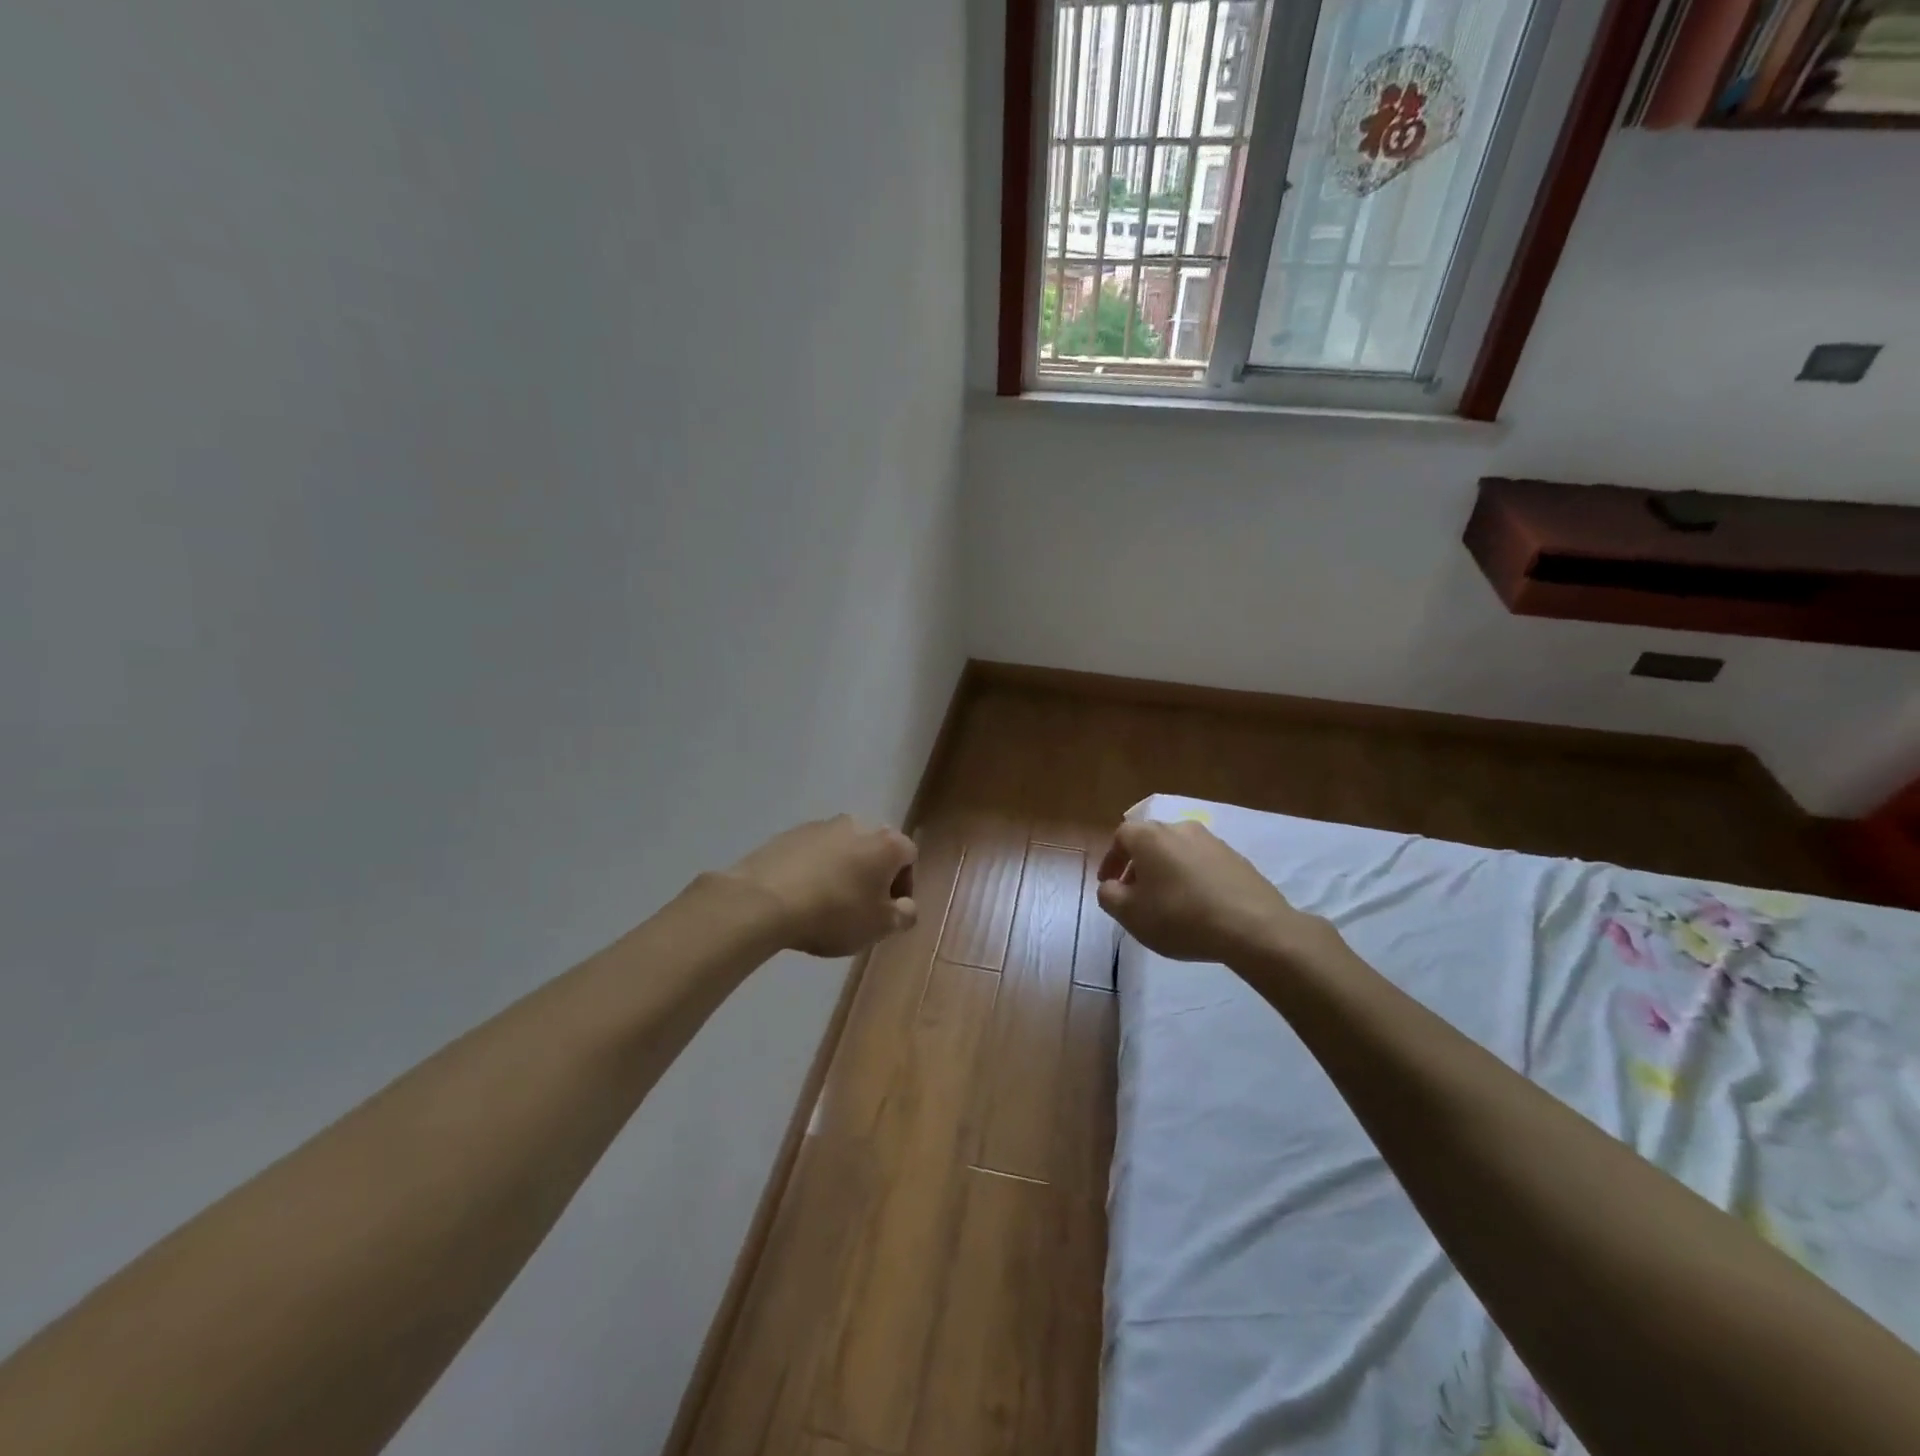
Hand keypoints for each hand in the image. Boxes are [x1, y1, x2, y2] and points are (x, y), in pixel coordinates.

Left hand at [727, 815, 917, 956]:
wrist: (765, 901)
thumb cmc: (834, 913)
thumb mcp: (880, 927)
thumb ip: (904, 915)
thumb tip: (906, 907)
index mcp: (887, 843)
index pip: (909, 856)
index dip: (904, 886)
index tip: (888, 912)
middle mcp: (858, 824)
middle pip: (875, 848)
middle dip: (873, 874)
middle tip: (860, 907)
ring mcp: (821, 825)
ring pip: (844, 848)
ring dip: (843, 870)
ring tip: (827, 903)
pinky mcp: (790, 833)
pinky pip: (813, 852)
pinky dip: (814, 868)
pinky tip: (801, 895)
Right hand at [1096, 818, 1326, 965]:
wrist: (1253, 927)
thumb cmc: (1180, 917)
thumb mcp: (1130, 914)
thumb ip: (1109, 896)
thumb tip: (1111, 886)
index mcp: (1150, 836)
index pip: (1121, 837)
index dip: (1111, 860)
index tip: (1110, 884)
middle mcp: (1180, 828)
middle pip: (1150, 842)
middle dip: (1139, 866)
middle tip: (1136, 895)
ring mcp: (1212, 841)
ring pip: (1178, 852)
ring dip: (1167, 872)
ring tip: (1167, 903)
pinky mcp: (1237, 859)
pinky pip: (1203, 864)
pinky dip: (1192, 879)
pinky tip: (1197, 906)